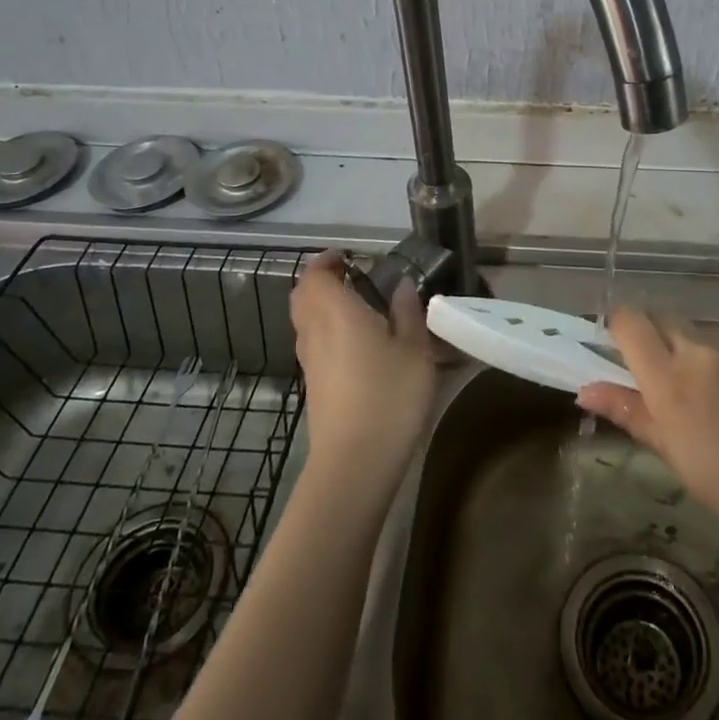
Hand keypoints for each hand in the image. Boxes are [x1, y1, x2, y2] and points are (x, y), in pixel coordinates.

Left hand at [289, 253, 437, 489]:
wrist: (355, 462)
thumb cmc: (389, 395)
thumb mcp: (414, 349)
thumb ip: (407, 312)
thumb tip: (401, 286)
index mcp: (336, 311)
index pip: (316, 275)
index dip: (327, 261)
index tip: (349, 257)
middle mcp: (314, 331)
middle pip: (303, 296)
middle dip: (321, 281)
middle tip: (352, 277)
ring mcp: (310, 362)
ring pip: (306, 322)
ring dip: (323, 307)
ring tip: (359, 308)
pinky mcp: (314, 387)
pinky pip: (314, 344)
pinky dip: (328, 332)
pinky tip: (359, 346)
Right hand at [578, 310, 718, 553]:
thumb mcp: (674, 454)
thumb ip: (630, 412)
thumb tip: (585, 389)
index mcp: (671, 378)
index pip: (629, 321)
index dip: (622, 330)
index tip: (626, 354)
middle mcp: (702, 346)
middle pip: (663, 317)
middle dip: (659, 340)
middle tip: (673, 381)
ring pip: (702, 330)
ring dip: (700, 352)